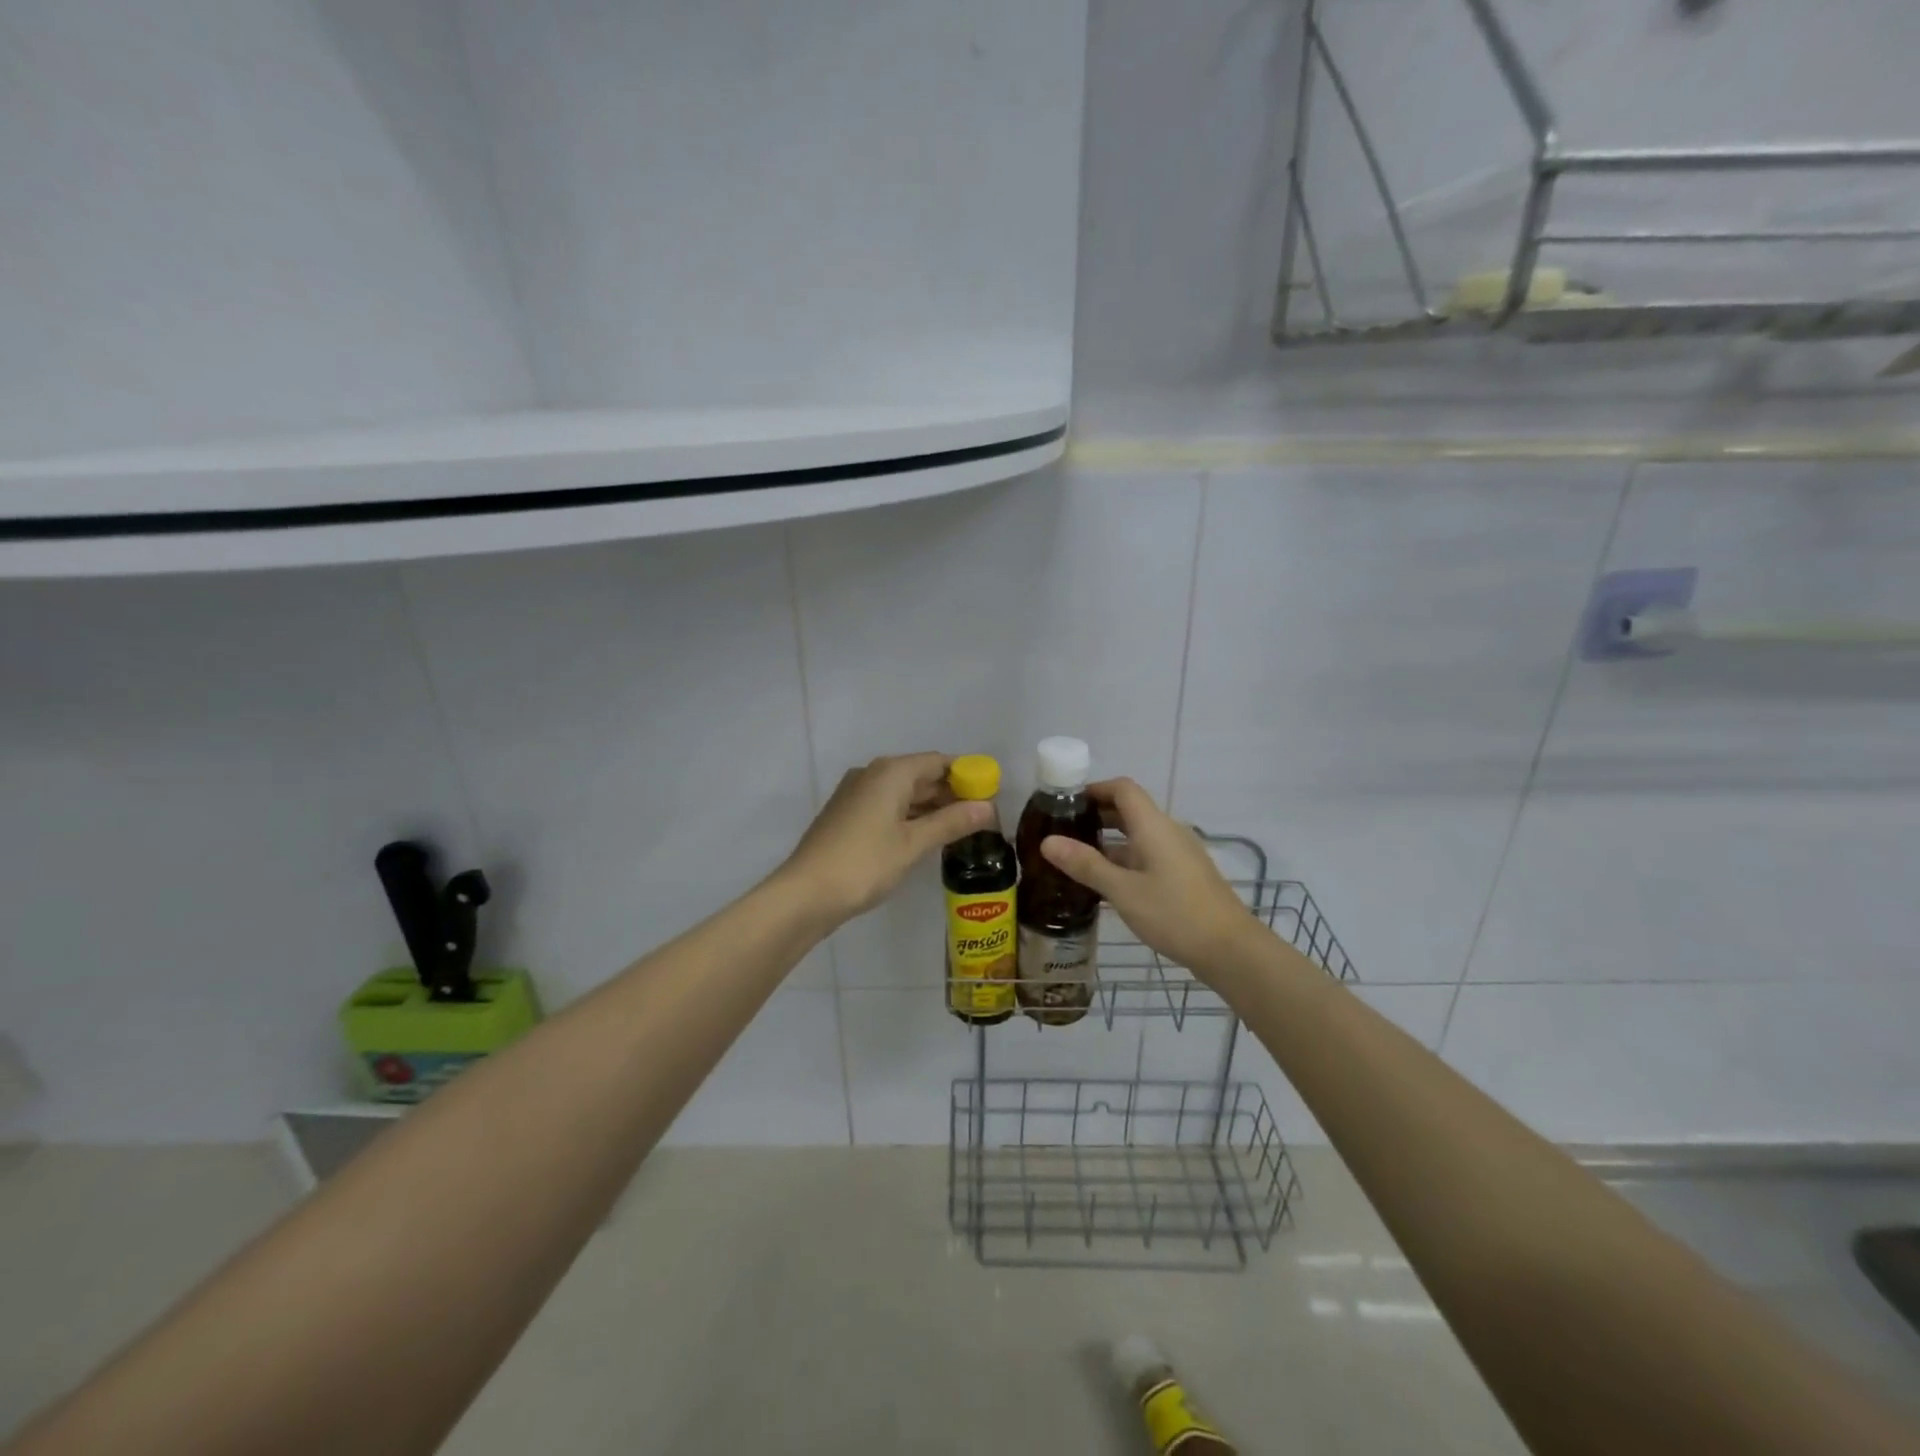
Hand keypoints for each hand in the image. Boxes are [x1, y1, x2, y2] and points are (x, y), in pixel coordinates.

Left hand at [780, 753, 991, 926]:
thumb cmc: (864, 864)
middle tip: (982, 816)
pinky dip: (909, 816)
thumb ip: (952, 822)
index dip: (967, 774)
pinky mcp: (847, 815)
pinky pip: (887, 806)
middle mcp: (872, 774)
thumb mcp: (913, 844)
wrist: (805, 893)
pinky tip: (926, 836)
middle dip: (951, 793)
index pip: (939, 762)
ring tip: (961, 828)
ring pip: (903, 792)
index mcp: (890, 772)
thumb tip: (988, 807)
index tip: (991, 793)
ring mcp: (856, 794)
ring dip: (931, 807)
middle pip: (921, 775)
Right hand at [1039, 778, 1265, 977]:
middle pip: (1129, 810)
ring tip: (1075, 858)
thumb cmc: (1175, 913)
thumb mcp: (1123, 891)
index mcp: (1154, 826)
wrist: (1231, 950)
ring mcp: (1179, 854)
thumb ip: (1086, 864)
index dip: (1094, 789)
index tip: (1065, 802)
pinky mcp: (1184, 875)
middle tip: (1062, 831)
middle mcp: (1168, 832)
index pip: (1122, 789)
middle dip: (1096, 816)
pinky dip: (1124, 860)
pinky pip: (1148, 855)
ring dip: (1108, 841)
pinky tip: (1105, 883)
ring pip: (1138, 836)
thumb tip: (1047, 841)